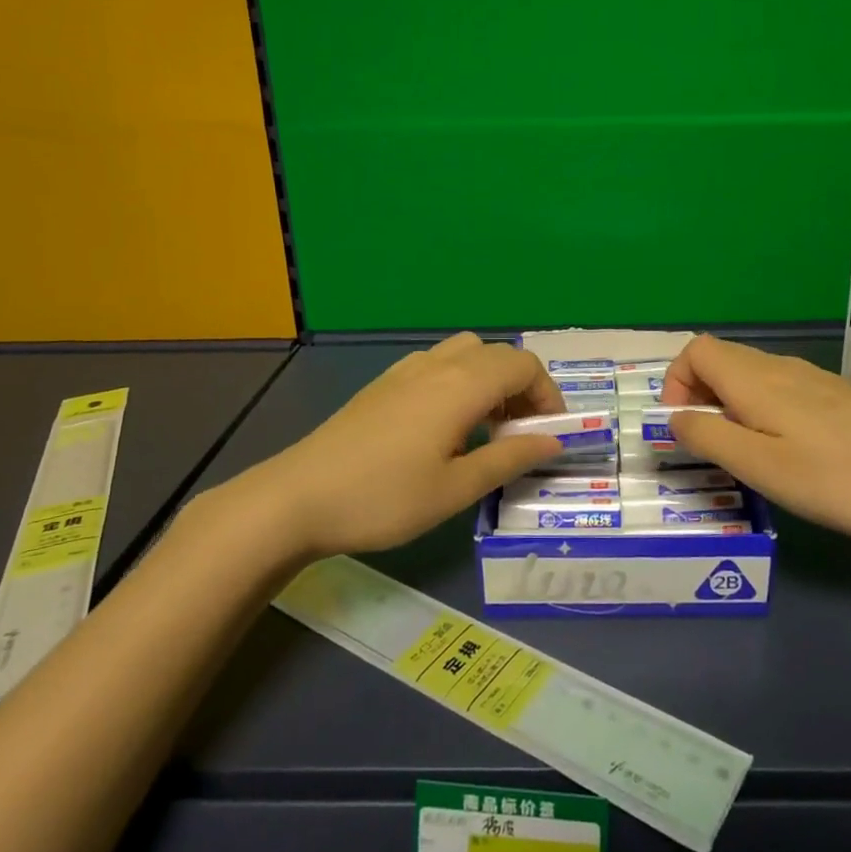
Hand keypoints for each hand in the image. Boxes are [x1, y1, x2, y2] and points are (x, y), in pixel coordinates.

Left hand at [206, 333, 566, 558]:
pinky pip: (438, 364)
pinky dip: (461, 381)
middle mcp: (437, 365)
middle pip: (498, 354)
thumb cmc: (384, 498)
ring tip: (487, 428)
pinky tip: (446, 425)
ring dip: (491, 380)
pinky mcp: (384, 383)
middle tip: (522, 433)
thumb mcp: (455, 489)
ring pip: (467, 353)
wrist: (298, 497)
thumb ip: (509, 459)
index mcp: (461, 385)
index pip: (523, 366)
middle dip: (523, 387)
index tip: (551, 433)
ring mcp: (406, 370)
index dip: (547, 394)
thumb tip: (553, 442)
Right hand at [662, 334, 850, 536]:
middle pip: (720, 360)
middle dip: (698, 396)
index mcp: (754, 379)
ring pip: (750, 376)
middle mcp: (779, 368)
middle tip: (709, 447)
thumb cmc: (842, 475)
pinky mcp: (837, 397)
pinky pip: (779, 390)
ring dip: (729, 406)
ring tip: (745, 454)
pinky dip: (761, 412)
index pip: (695, 350)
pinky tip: (788, 452)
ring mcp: (812, 380)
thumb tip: (673, 418)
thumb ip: (710, 439)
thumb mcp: (764, 467)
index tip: (682, 427)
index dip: (675, 382)